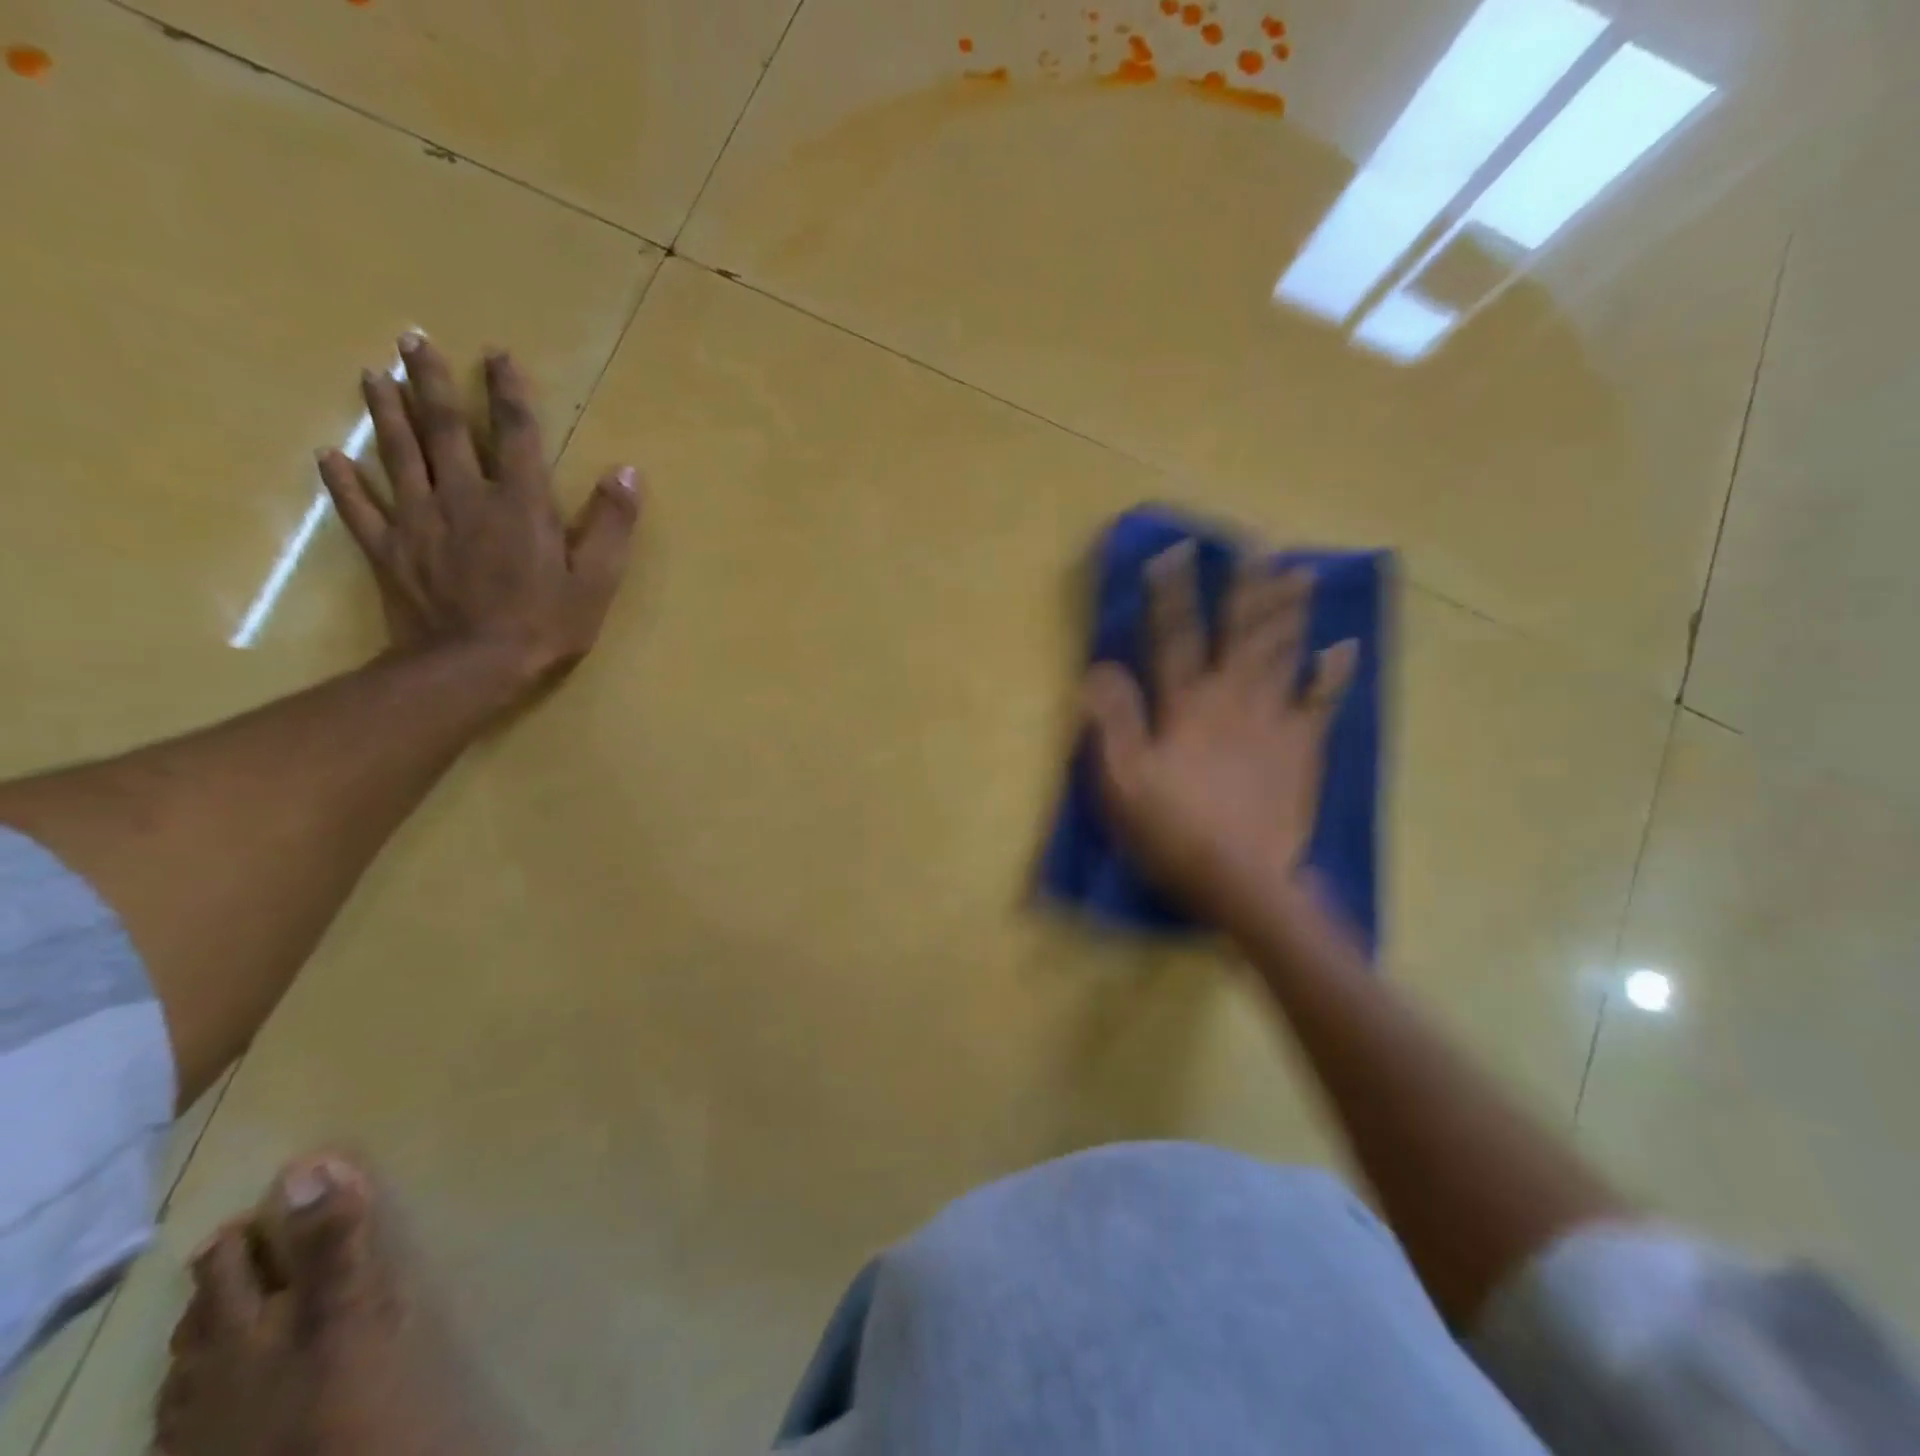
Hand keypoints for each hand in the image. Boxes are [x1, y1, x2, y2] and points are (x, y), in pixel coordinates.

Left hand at [317, 333, 639, 690]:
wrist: (472, 667)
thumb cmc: (544, 624)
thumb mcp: (596, 579)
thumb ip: (610, 524)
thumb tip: (626, 472)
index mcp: (518, 503)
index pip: (514, 433)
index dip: (508, 392)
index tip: (497, 355)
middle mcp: (463, 496)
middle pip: (442, 428)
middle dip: (429, 381)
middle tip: (412, 339)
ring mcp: (418, 520)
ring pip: (396, 453)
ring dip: (384, 411)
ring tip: (372, 375)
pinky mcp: (388, 549)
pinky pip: (359, 506)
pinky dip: (342, 480)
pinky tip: (329, 456)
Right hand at [1083, 541, 1356, 922]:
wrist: (1243, 881)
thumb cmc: (1172, 832)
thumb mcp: (1122, 782)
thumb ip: (1113, 722)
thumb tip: (1099, 668)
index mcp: (1186, 707)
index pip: (1174, 638)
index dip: (1172, 594)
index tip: (1175, 553)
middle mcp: (1232, 700)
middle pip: (1240, 634)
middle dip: (1245, 588)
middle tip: (1256, 545)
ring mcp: (1273, 722)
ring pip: (1282, 655)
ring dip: (1289, 612)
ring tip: (1298, 573)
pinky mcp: (1302, 749)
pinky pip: (1320, 703)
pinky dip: (1333, 673)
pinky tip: (1345, 646)